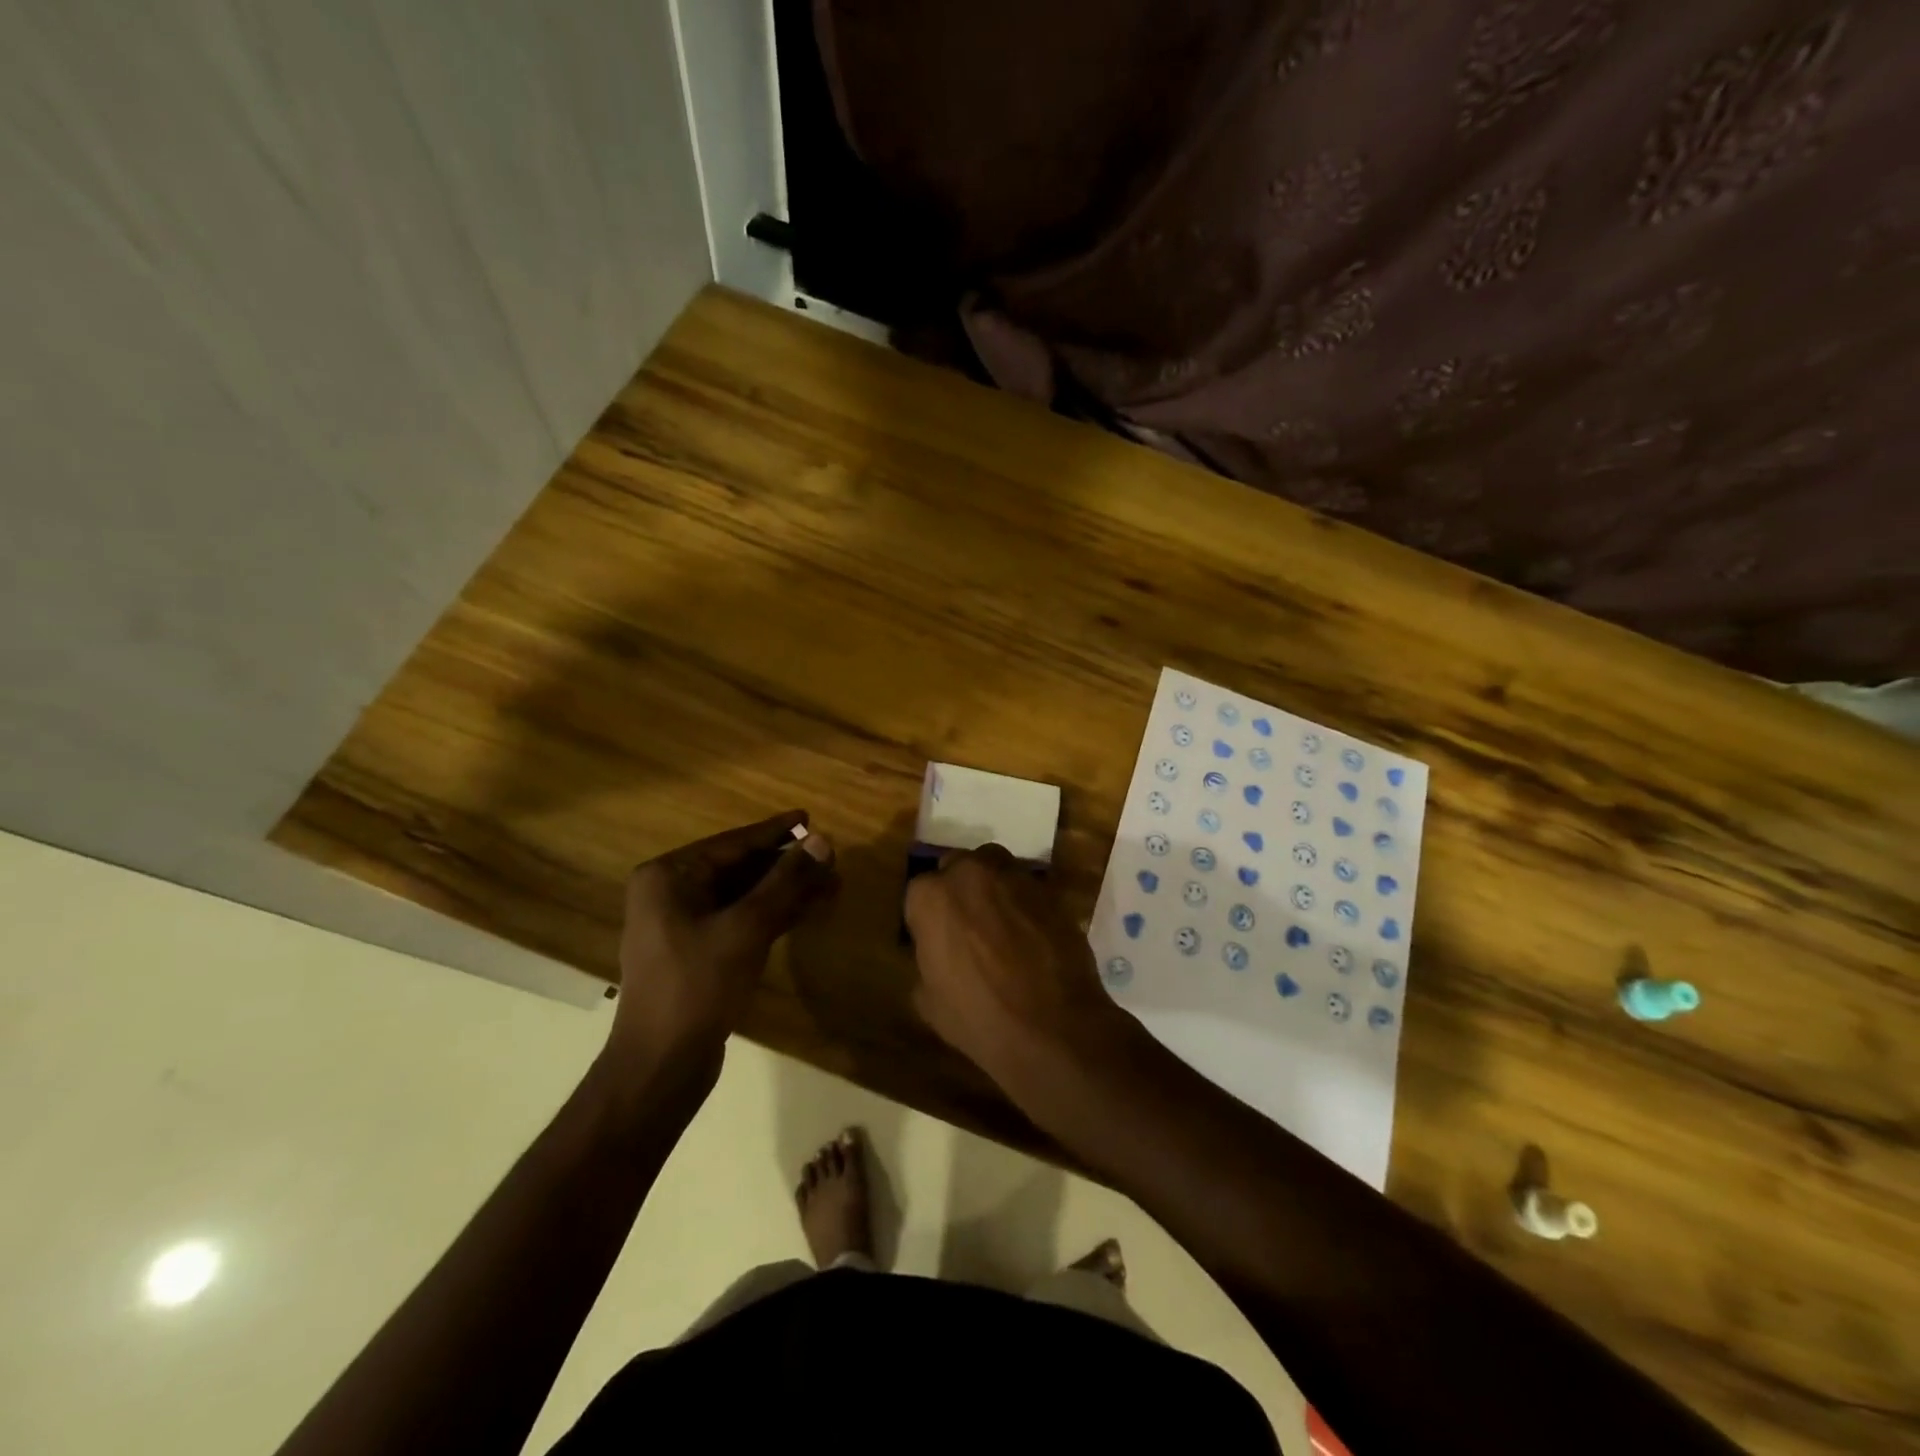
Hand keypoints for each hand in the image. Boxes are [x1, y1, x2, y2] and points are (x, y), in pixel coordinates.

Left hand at [605, 811, 835, 1089]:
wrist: (661, 1065)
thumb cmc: (698, 985)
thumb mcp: (746, 927)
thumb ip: (785, 881)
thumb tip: (822, 841)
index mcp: (669, 877)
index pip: (732, 843)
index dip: (775, 832)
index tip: (809, 817)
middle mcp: (671, 893)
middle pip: (739, 868)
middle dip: (786, 866)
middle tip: (830, 859)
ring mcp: (682, 925)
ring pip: (743, 896)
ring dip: (784, 891)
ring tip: (830, 884)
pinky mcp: (697, 952)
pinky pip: (739, 920)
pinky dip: (771, 915)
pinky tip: (806, 910)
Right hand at [904, 844, 1133, 1104]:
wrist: (1054, 1027)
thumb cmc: (979, 1017)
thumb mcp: (929, 1001)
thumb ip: (926, 961)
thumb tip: (937, 953)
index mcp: (932, 896)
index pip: (919, 893)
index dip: (927, 917)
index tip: (935, 939)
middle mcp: (971, 873)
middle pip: (958, 869)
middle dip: (959, 891)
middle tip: (967, 927)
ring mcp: (1014, 876)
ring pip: (994, 869)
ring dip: (992, 889)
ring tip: (1000, 926)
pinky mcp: (1049, 889)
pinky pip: (1026, 888)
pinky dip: (1023, 904)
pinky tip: (1029, 935)